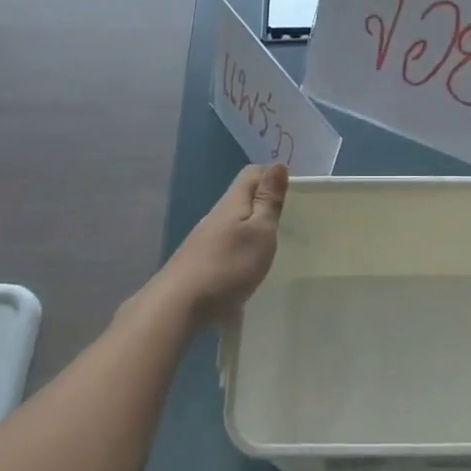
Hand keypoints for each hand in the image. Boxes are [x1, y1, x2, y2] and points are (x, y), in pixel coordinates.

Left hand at [154, 163, 287, 325]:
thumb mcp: (260, 231)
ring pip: (232, 223)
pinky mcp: (197, 262)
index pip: (252, 174)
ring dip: (250, 228)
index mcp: (232, 202)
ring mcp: (203, 239)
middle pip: (241, 198)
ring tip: (269, 245)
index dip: (271, 176)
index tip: (292, 193)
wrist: (178, 305)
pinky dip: (238, 248)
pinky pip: (224, 245)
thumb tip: (278, 164)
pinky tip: (245, 268)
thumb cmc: (228, 265)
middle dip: (263, 203)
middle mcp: (215, 215)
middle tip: (287, 221)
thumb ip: (269, 200)